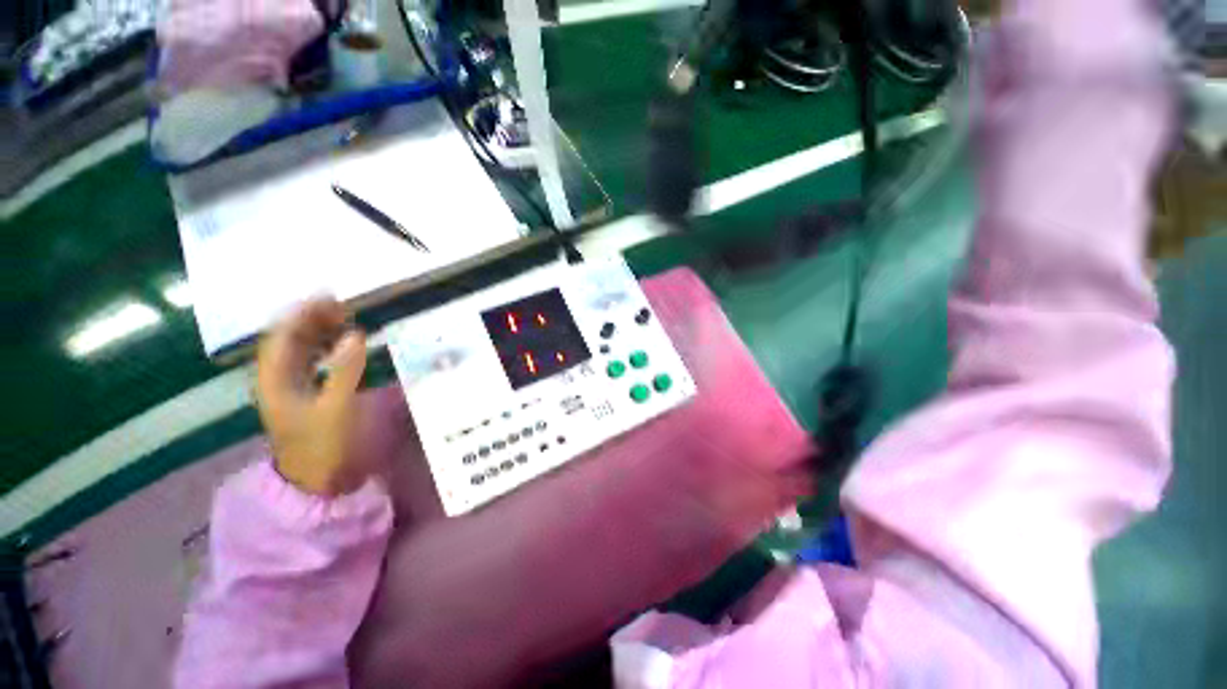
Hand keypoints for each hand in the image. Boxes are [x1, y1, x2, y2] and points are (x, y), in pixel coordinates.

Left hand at [256, 298, 368, 495]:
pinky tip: (342, 345)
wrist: (316, 480)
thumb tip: (355, 336)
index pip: (282, 335)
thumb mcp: (336, 408)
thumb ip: (345, 370)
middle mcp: (277, 379)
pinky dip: (326, 348)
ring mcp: (290, 388)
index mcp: (275, 380)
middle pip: (289, 339)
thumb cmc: (322, 445)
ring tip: (345, 320)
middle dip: (312, 319)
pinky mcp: (305, 395)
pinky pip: (311, 362)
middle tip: (343, 306)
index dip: (302, 313)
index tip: (328, 297)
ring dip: (320, 332)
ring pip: (300, 350)